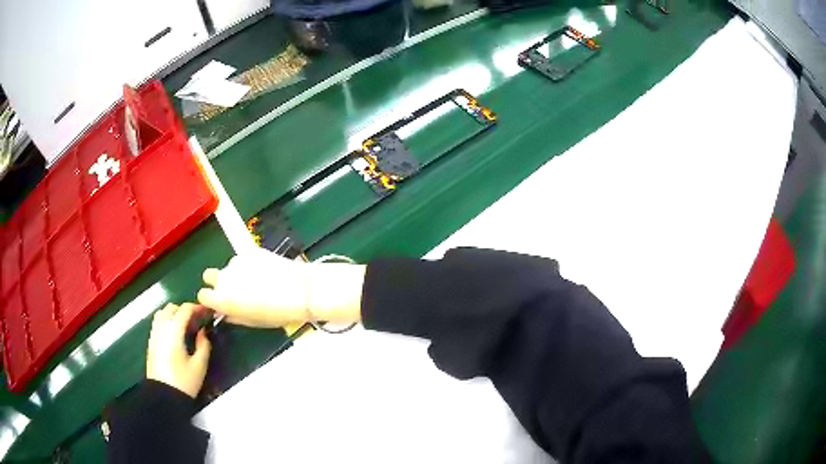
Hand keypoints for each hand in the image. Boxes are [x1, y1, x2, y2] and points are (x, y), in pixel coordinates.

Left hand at [147, 303, 210, 397]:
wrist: (163, 396)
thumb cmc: (184, 381)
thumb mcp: (199, 365)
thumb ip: (204, 345)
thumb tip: (203, 332)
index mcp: (174, 330)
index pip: (185, 309)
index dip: (197, 307)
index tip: (207, 311)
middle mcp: (161, 327)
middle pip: (172, 308)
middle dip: (185, 310)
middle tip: (197, 320)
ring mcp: (154, 334)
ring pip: (162, 313)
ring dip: (174, 314)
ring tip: (185, 326)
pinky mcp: (151, 342)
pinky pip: (158, 323)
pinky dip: (167, 321)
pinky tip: (175, 335)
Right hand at [197, 249, 364, 327]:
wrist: (299, 290)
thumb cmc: (276, 313)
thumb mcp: (253, 322)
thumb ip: (234, 316)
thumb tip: (225, 313)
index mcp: (222, 299)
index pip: (202, 296)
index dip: (210, 299)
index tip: (218, 301)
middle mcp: (223, 278)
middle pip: (209, 275)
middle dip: (217, 281)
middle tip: (233, 288)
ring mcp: (235, 262)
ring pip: (228, 267)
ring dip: (236, 272)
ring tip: (256, 280)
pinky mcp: (249, 251)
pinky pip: (242, 258)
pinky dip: (248, 263)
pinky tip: (264, 270)